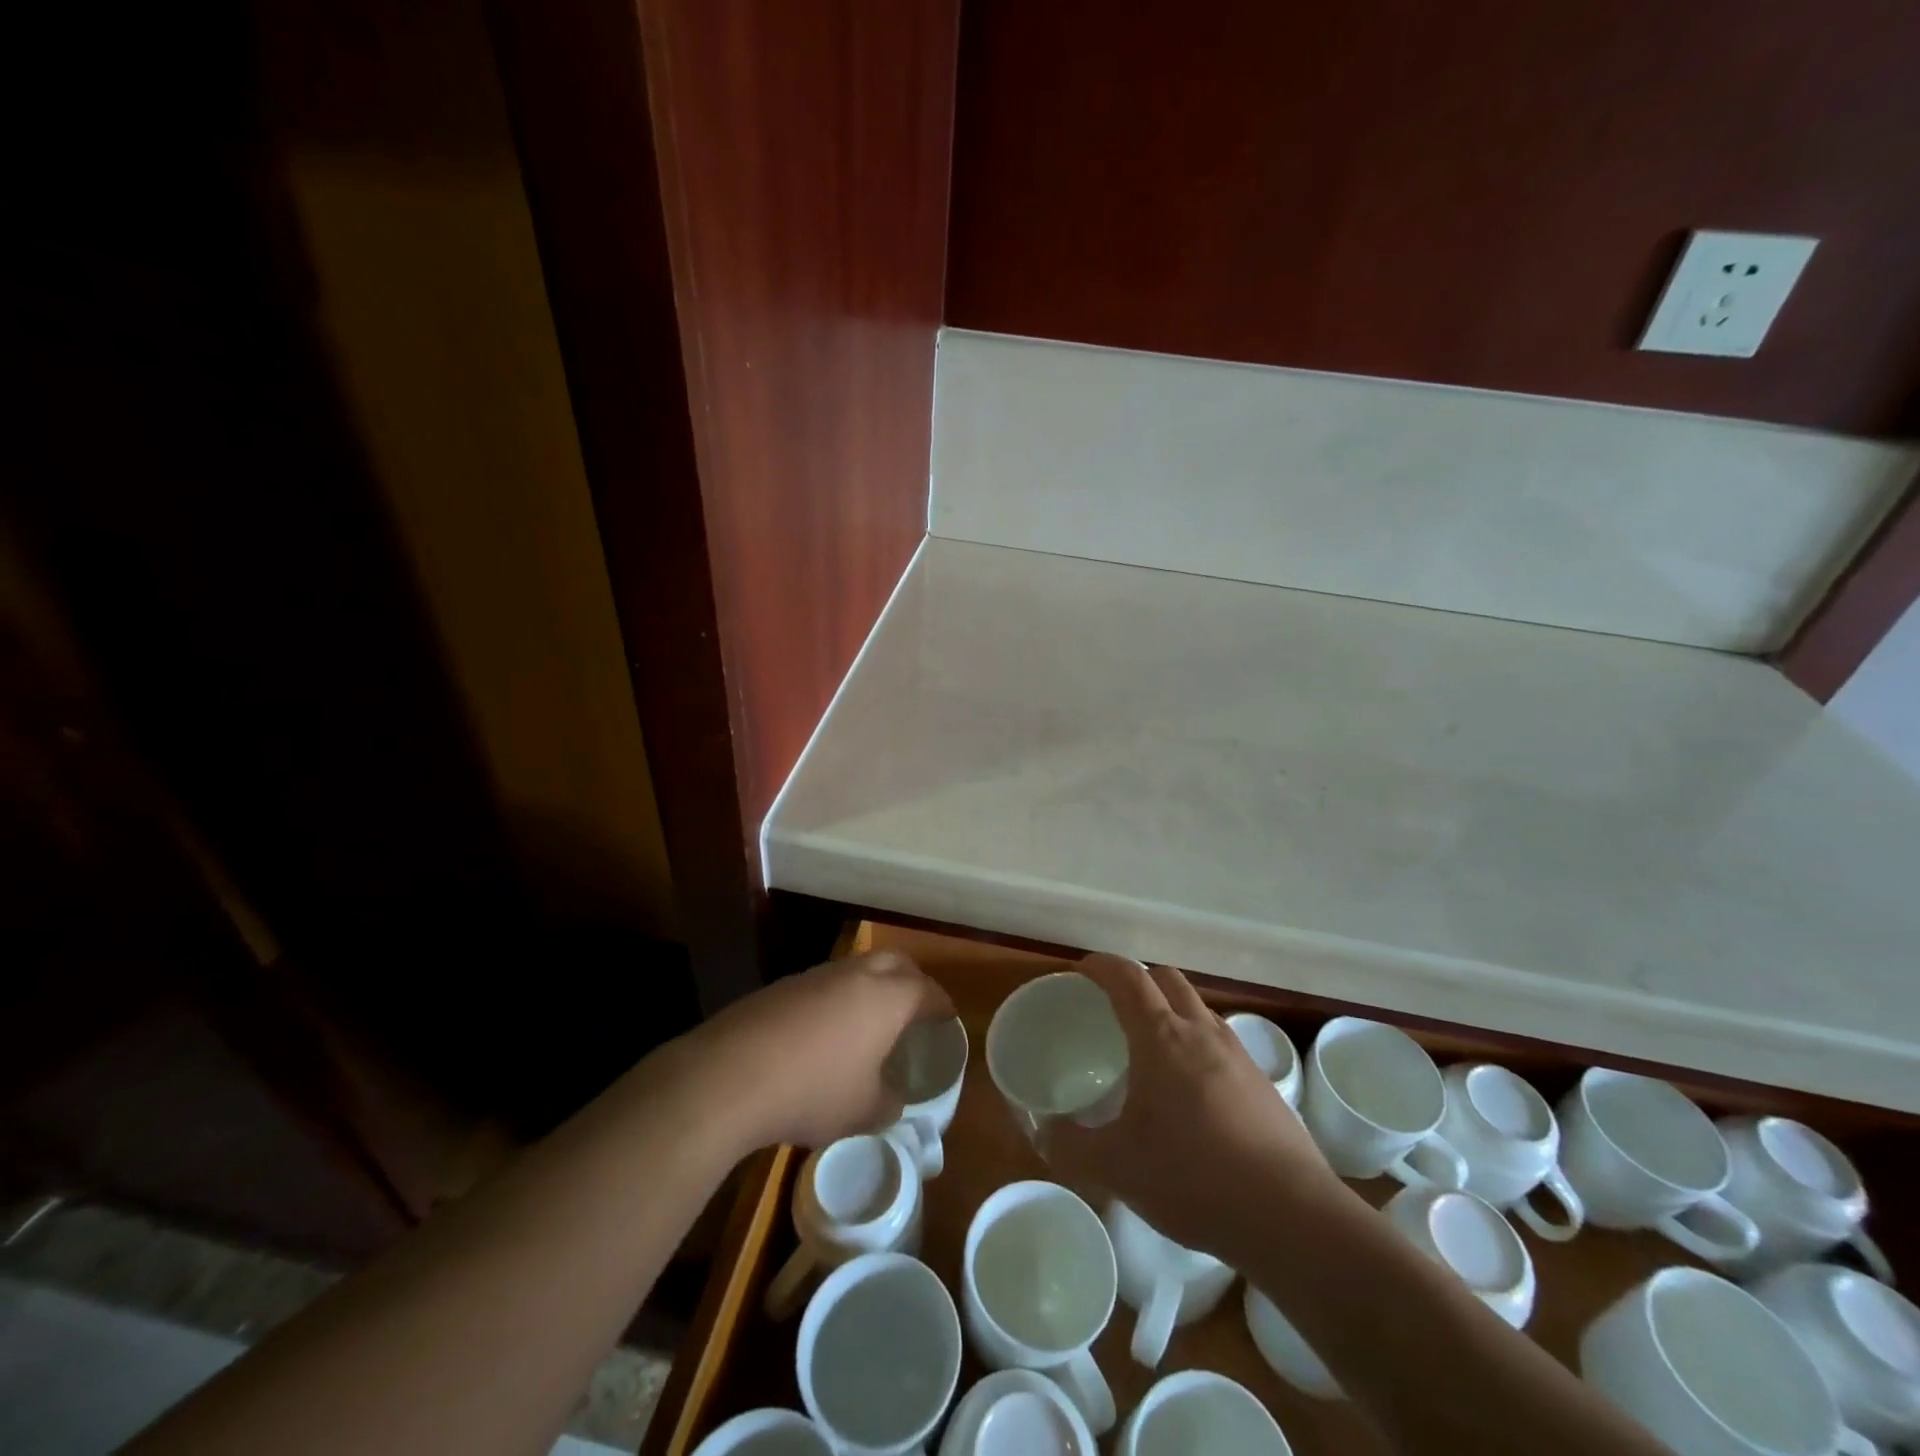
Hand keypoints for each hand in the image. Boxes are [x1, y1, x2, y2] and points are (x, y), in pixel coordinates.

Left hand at [678, 950, 954, 1152]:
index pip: (927, 990)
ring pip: (856, 970)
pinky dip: (835, 1000)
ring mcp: (815, 976)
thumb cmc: (814, 1089)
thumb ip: (889, 1103)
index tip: (947, 1017)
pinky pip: (823, 985)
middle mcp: (855, 975)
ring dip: (870, 987)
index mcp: (887, 997)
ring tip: (869, 1021)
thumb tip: (893, 1098)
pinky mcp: (782, 987)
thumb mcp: (863, 1111)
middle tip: (915, 1009)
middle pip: (895, 963)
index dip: (941, 1004)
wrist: (732, 1074)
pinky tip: (824, 1034)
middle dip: (911, 981)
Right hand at [1041, 956, 1346, 1258]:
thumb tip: (1043, 1132)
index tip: (1082, 969)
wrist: (1292, 1216)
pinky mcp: (1262, 1082)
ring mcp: (1237, 1054)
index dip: (1102, 965)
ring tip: (1150, 1046)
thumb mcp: (1117, 1168)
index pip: (1128, 977)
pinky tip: (1190, 1089)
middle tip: (1113, 1004)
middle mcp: (1201, 1032)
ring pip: (1197, 1007)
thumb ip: (1071, 1147)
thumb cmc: (1194, 1178)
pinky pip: (1220, 1040)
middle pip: (1167, 978)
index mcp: (1162, 1037)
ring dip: (1170, 1009)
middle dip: (1137, 978)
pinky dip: (1196, 1042)